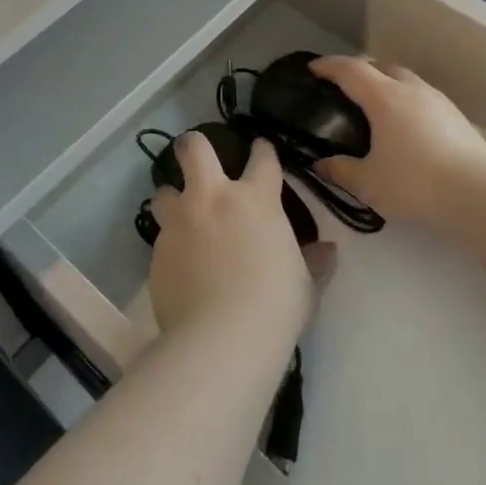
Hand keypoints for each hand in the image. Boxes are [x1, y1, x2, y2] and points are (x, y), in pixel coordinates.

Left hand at [148, 133, 318, 337]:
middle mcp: (212, 199)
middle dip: (192, 146)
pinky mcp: (157, 252)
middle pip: (193, 149)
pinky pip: (161, 237)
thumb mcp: (304, 284)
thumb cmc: (275, 306)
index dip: (262, 150)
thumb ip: (313, 262)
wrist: (221, 338)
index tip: (260, 149)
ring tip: (181, 215)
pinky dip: (171, 244)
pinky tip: (180, 264)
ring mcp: (180, 223)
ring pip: (164, 191)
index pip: (262, 159)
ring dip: (172, 198)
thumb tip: (327, 251)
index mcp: (255, 200)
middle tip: (196, 155)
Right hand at [311, 57, 485, 234]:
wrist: (479, 196)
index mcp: (384, 98)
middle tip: (344, 88)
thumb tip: (321, 163)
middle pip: (381, 66)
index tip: (313, 68)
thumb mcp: (367, 183)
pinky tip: (406, 127)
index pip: (350, 70)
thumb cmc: (415, 184)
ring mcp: (439, 101)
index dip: (329, 66)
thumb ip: (340, 170)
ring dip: (387, 84)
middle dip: (360, 71)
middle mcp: (412, 90)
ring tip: (376, 107)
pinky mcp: (458, 117)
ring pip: (406, 80)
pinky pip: (423, 98)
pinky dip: (407, 102)